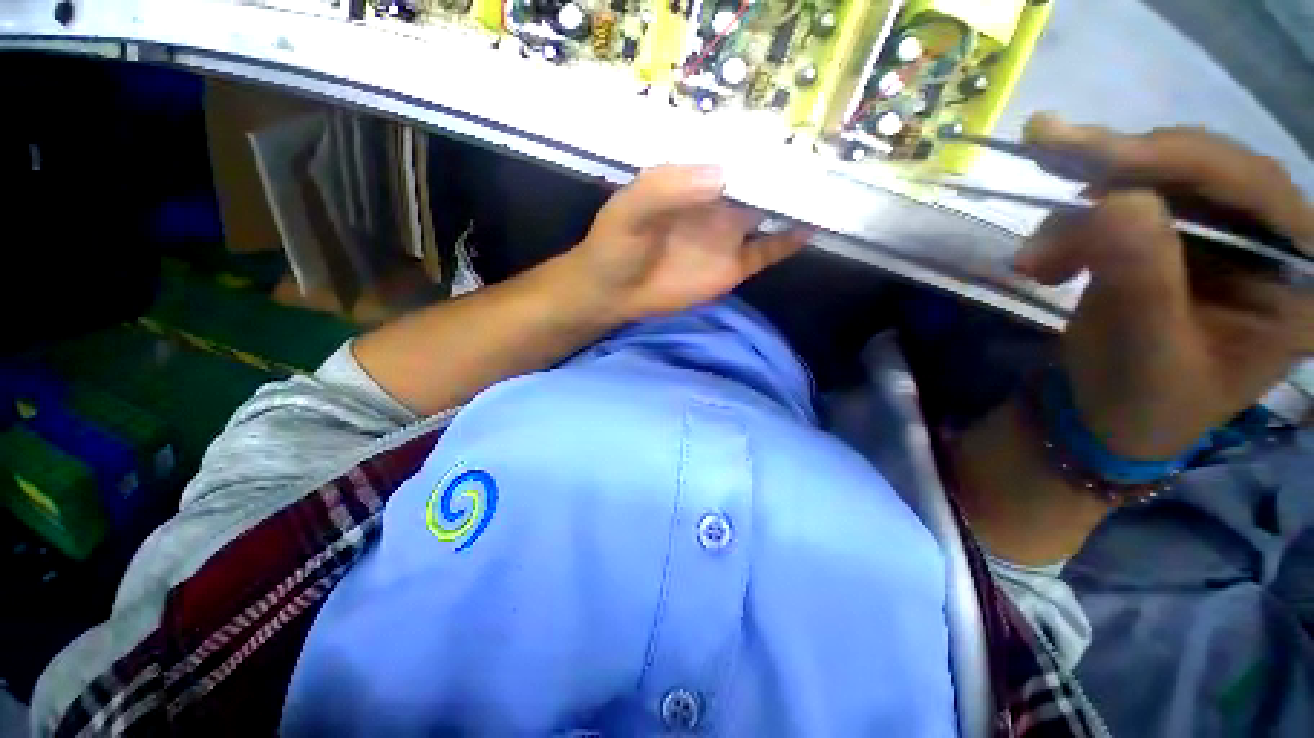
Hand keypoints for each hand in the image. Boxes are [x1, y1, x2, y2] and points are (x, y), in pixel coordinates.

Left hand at [566, 165, 810, 322]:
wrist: (614, 292)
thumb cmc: (616, 245)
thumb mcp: (631, 208)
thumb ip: (667, 189)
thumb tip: (723, 176)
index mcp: (693, 182)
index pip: (731, 155)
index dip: (757, 143)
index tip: (791, 127)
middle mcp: (716, 205)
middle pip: (758, 181)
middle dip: (787, 168)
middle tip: (827, 149)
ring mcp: (727, 237)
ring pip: (769, 212)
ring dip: (795, 201)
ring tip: (831, 183)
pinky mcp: (732, 268)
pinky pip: (767, 252)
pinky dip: (789, 241)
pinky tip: (811, 227)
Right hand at [1015, 115, 1313, 458]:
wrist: (1107, 417)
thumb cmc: (1140, 403)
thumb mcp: (1144, 353)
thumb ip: (1142, 280)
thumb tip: (1115, 201)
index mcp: (1297, 276)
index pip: (1251, 187)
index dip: (1175, 160)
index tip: (1090, 153)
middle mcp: (1271, 241)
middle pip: (1202, 168)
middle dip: (1119, 166)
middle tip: (1044, 146)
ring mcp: (1221, 234)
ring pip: (1155, 179)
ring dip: (1084, 206)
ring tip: (1033, 258)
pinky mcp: (1175, 237)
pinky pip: (1125, 202)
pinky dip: (1074, 224)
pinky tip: (1046, 262)